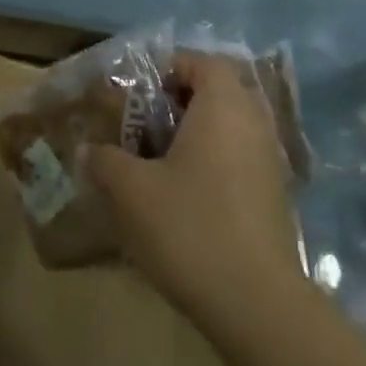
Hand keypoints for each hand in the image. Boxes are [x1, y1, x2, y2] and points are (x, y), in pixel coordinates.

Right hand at [88, 52, 299, 321]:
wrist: (255, 303)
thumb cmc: (190, 227)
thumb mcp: (130, 190)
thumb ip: (105, 160)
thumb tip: (90, 150)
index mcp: (224, 106)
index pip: (202, 62)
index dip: (168, 67)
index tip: (138, 92)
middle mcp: (254, 123)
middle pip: (218, 92)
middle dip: (179, 101)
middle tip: (143, 124)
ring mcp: (270, 161)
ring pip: (230, 127)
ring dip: (196, 133)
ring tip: (158, 160)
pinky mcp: (275, 196)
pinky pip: (240, 157)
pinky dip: (213, 161)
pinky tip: (184, 194)